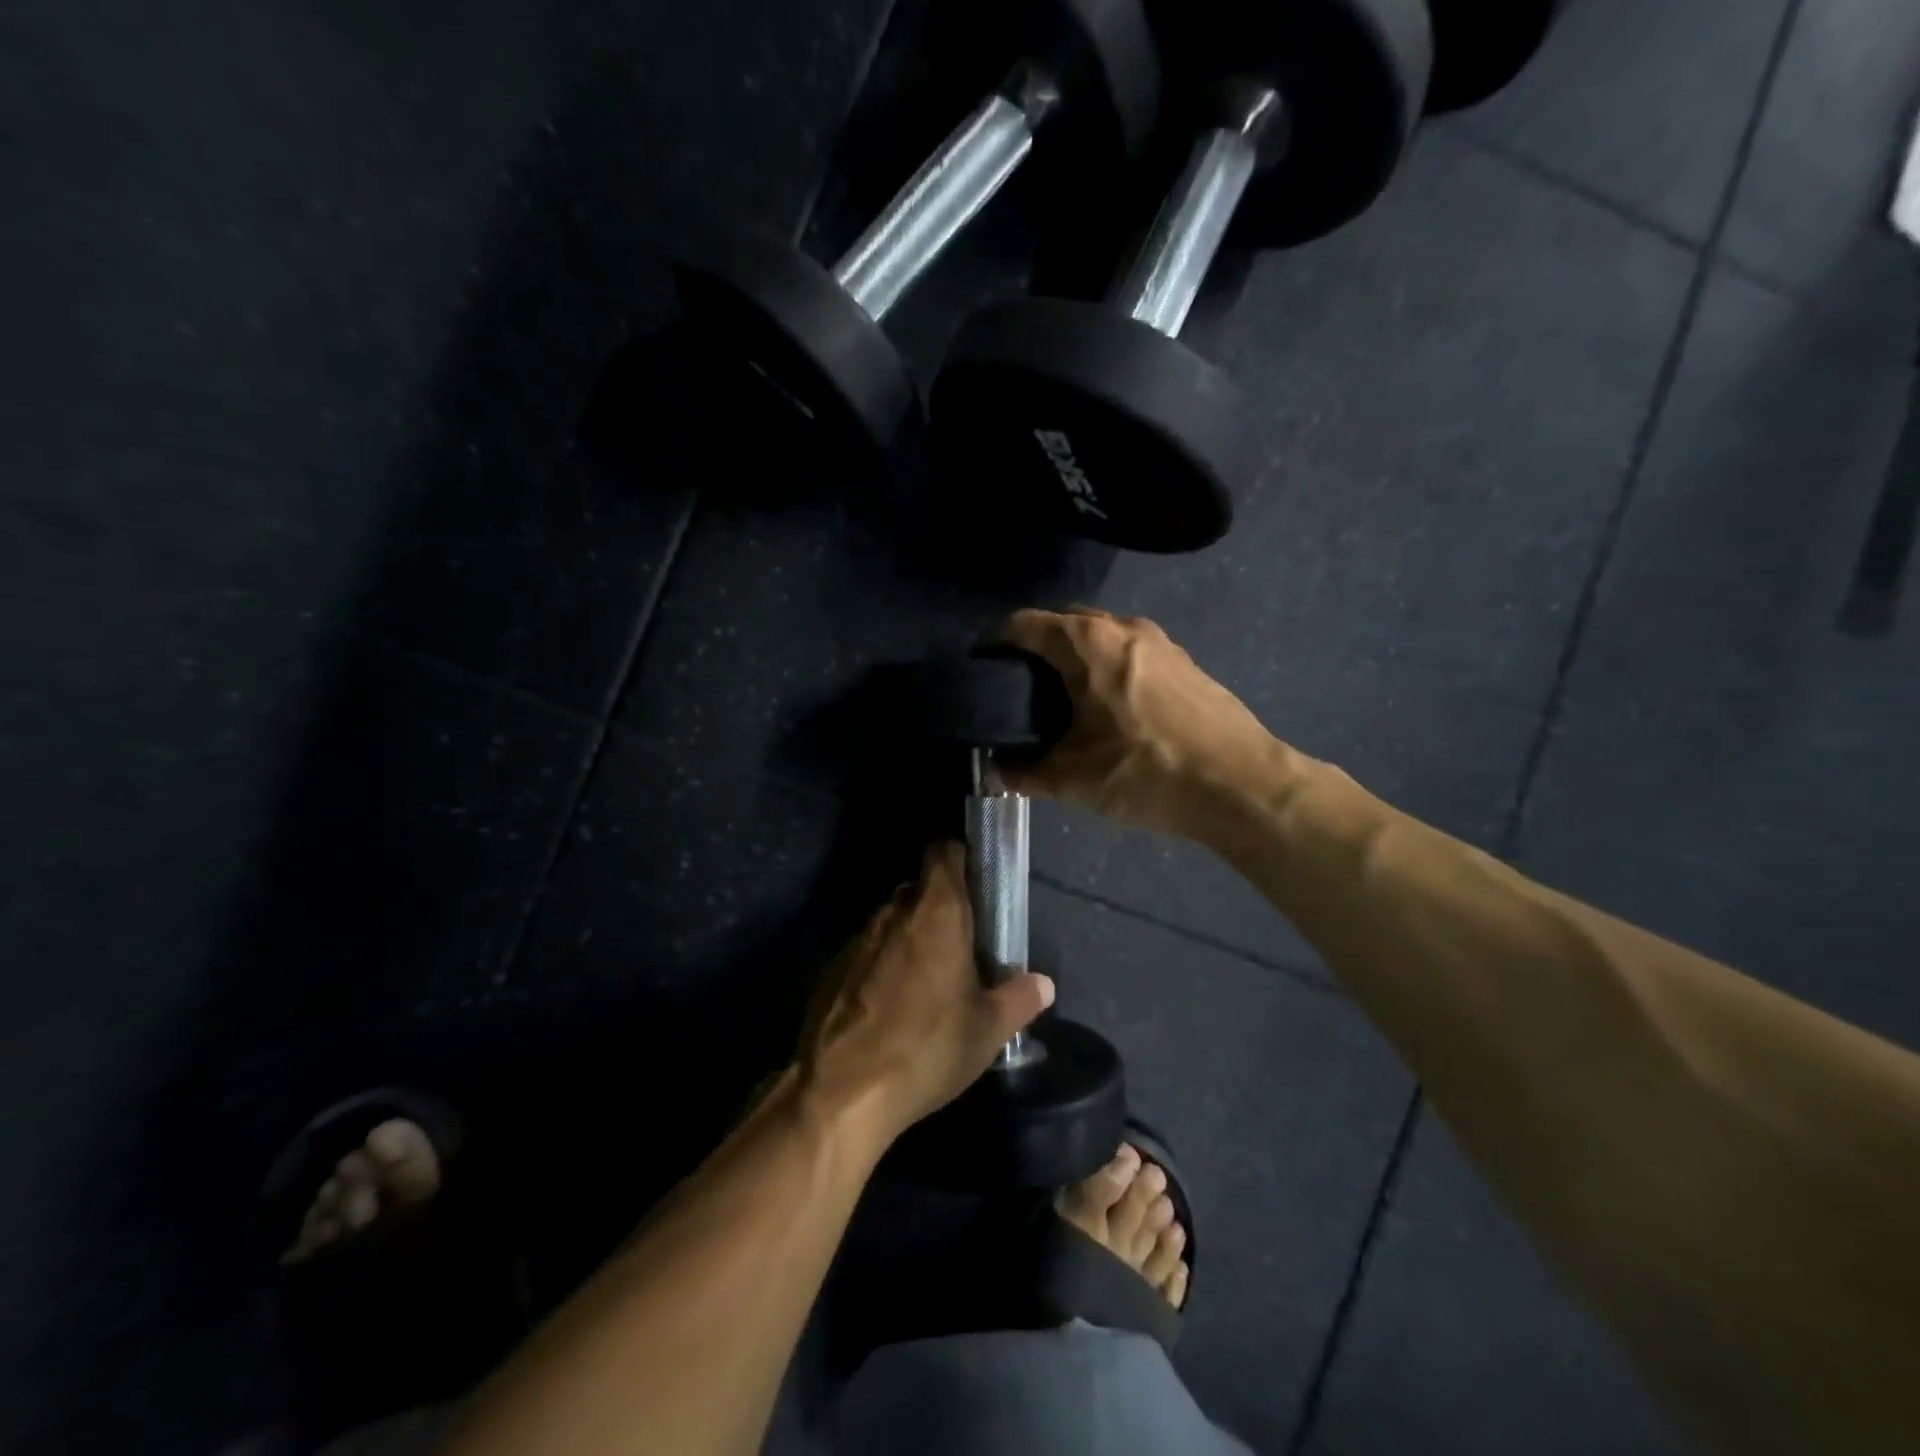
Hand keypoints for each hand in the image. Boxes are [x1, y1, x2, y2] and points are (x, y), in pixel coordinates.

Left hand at [799, 844, 1053, 1143]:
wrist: (842, 1091)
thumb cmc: (927, 1048)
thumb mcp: (987, 1030)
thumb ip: (1019, 998)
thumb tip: (1044, 983)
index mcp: (936, 911)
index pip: (944, 852)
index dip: (962, 858)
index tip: (979, 882)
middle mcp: (894, 913)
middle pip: (921, 889)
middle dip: (942, 908)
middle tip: (966, 944)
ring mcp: (859, 939)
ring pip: (894, 922)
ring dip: (913, 938)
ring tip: (932, 980)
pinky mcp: (834, 968)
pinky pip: (869, 952)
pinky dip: (884, 965)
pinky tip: (894, 1006)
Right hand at [1000, 607, 1280, 838]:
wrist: (1241, 786)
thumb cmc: (1146, 772)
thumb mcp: (1072, 779)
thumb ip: (1022, 772)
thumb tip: (991, 773)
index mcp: (1087, 642)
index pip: (1024, 624)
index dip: (995, 644)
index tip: (982, 672)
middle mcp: (1123, 627)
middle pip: (1064, 623)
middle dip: (1037, 649)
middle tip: (1019, 690)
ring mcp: (1160, 641)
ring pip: (1101, 637)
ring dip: (1077, 659)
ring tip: (1063, 702)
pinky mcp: (1185, 662)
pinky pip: (1130, 653)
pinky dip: (1109, 669)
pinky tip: (1110, 710)